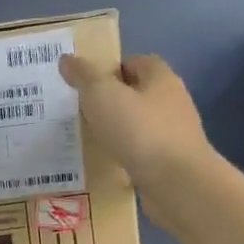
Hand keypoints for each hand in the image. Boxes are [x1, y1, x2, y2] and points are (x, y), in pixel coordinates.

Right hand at [60, 53, 212, 217]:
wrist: (176, 183)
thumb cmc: (139, 130)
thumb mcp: (102, 95)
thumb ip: (84, 76)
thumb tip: (67, 59)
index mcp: (160, 78)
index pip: (135, 62)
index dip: (110, 69)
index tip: (86, 84)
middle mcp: (172, 101)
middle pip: (138, 93)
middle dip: (111, 100)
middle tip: (81, 111)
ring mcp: (174, 133)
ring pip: (140, 124)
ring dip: (118, 129)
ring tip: (90, 138)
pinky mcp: (171, 161)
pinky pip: (142, 151)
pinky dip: (126, 153)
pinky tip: (108, 162)